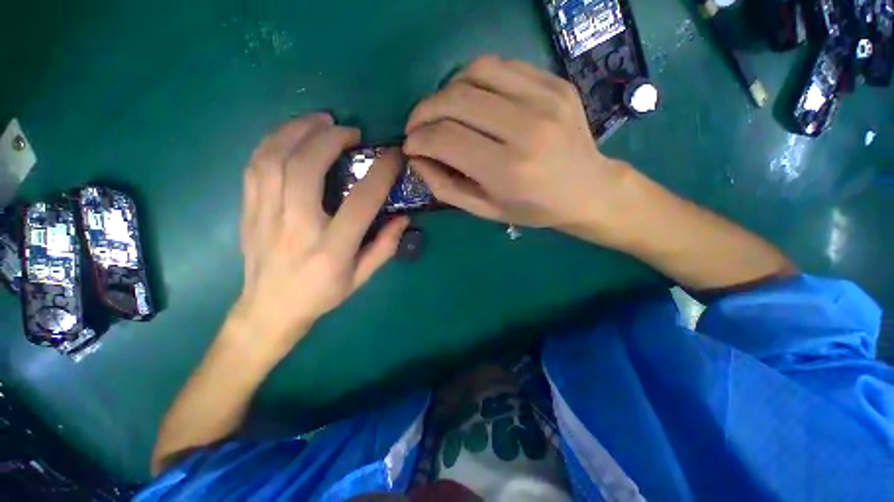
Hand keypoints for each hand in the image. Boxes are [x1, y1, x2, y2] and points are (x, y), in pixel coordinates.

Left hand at [234, 114, 407, 354]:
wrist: (269, 308)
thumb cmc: (321, 294)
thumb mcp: (361, 278)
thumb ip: (384, 247)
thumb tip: (403, 218)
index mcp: (331, 248)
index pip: (360, 202)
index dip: (381, 173)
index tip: (393, 156)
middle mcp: (296, 227)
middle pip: (305, 168)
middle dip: (330, 139)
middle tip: (350, 131)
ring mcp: (265, 216)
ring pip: (273, 159)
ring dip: (297, 130)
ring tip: (320, 120)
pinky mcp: (248, 210)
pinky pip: (254, 166)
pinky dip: (273, 142)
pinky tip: (291, 135)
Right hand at [404, 55, 633, 233]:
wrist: (587, 190)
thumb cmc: (533, 209)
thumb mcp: (485, 210)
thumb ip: (445, 187)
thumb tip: (416, 159)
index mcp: (508, 170)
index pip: (446, 139)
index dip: (418, 139)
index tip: (410, 146)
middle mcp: (526, 129)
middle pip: (456, 100)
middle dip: (424, 111)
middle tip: (417, 126)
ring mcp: (545, 99)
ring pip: (475, 71)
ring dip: (446, 90)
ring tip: (442, 111)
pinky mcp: (554, 83)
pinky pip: (501, 66)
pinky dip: (474, 78)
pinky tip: (472, 99)